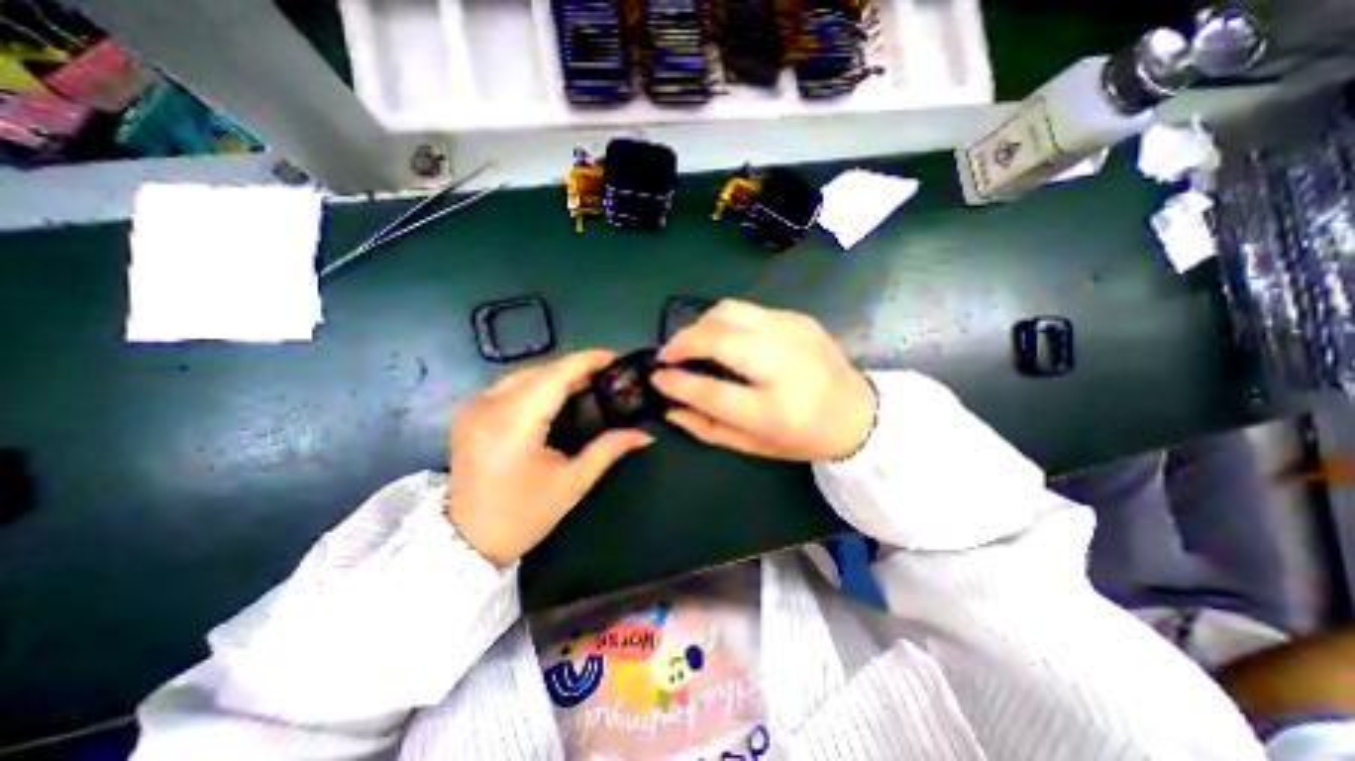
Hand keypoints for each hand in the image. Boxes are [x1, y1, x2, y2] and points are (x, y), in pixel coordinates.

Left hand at [447, 351, 652, 563]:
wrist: (464, 543)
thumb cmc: (523, 516)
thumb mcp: (572, 482)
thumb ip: (609, 450)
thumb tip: (645, 434)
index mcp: (514, 423)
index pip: (556, 375)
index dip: (588, 360)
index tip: (616, 358)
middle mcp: (489, 406)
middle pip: (541, 370)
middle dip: (577, 368)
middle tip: (608, 375)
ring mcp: (474, 407)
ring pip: (525, 374)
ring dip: (558, 375)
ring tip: (588, 383)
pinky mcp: (470, 413)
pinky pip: (510, 386)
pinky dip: (538, 384)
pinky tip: (557, 396)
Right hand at [653, 301, 879, 459]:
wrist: (857, 412)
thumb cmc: (802, 436)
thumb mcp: (752, 445)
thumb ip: (706, 428)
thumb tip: (669, 407)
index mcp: (772, 410)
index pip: (710, 390)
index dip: (676, 382)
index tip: (657, 377)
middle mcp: (781, 364)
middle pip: (716, 337)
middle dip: (682, 341)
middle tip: (668, 355)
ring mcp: (791, 333)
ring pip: (728, 311)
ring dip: (701, 324)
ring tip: (693, 342)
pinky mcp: (797, 318)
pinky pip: (748, 310)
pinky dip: (726, 322)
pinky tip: (727, 339)